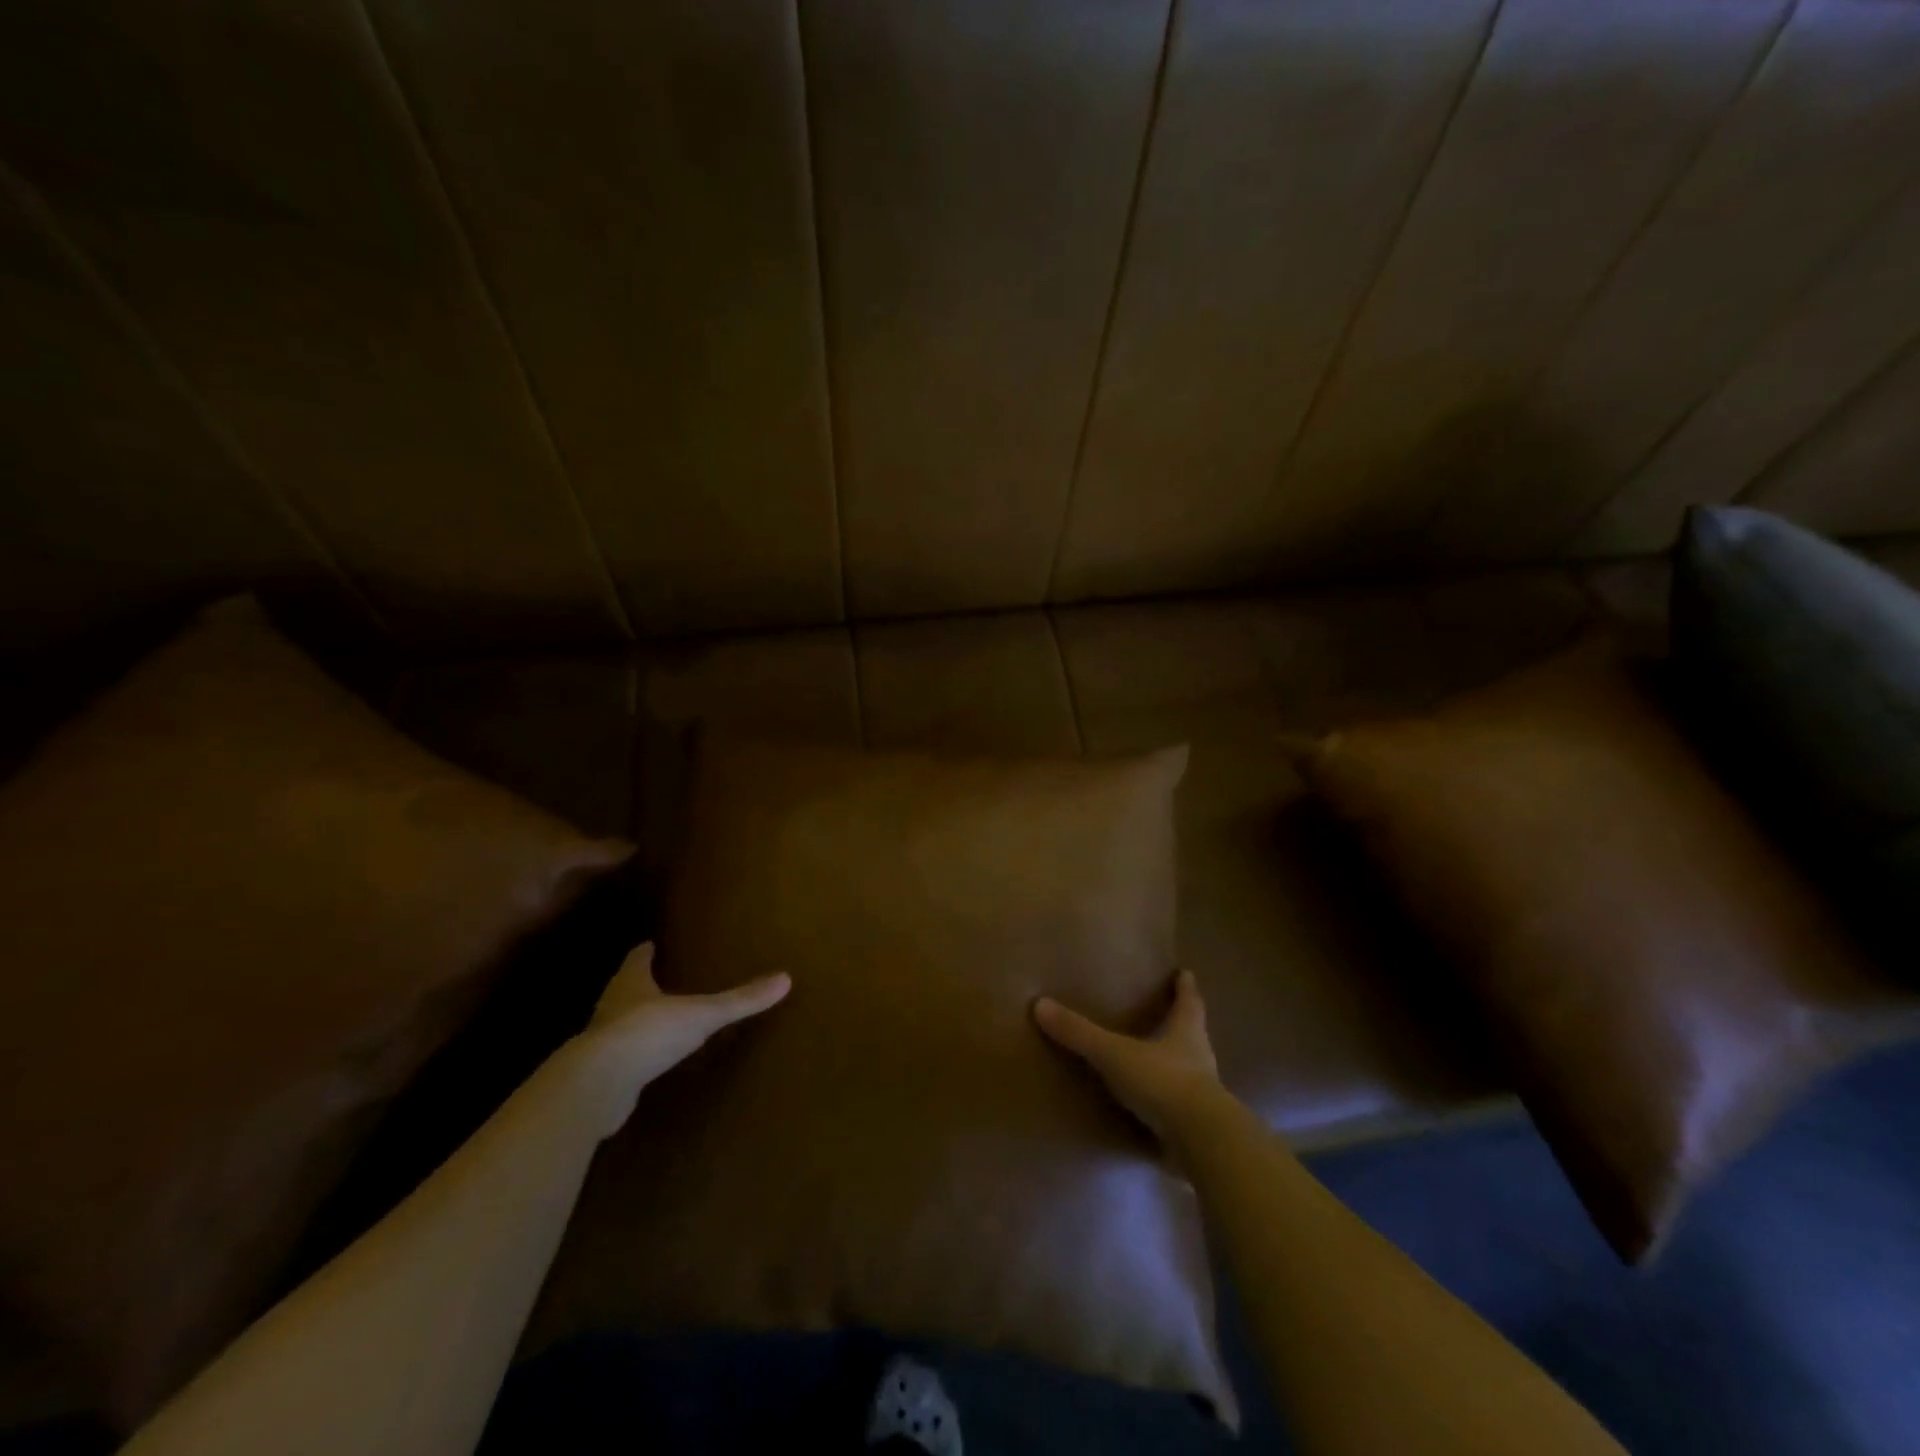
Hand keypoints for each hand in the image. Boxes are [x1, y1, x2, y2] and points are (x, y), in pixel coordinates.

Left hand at [575, 942, 788, 1134]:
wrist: (597, 1086)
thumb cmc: (648, 1033)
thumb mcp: (702, 1014)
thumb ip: (740, 1000)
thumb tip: (785, 979)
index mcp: (631, 983)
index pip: (637, 960)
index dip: (645, 952)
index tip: (651, 945)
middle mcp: (612, 1007)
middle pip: (624, 988)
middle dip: (639, 983)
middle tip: (657, 978)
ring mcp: (601, 1042)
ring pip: (618, 1022)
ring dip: (633, 1019)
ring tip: (656, 1018)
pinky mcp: (600, 1075)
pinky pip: (619, 1058)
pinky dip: (632, 1055)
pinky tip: (646, 1061)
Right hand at [1033, 969, 1224, 1143]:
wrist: (1202, 1142)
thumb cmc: (1163, 1082)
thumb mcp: (1115, 1054)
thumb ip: (1080, 1033)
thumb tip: (1040, 1004)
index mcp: (1187, 1031)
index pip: (1190, 1001)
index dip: (1186, 987)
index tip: (1185, 974)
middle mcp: (1200, 1058)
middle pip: (1193, 1033)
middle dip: (1181, 1024)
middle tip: (1167, 1013)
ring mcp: (1203, 1095)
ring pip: (1190, 1071)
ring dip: (1175, 1064)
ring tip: (1153, 1060)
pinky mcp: (1199, 1127)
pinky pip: (1181, 1108)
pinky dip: (1168, 1103)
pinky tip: (1151, 1108)